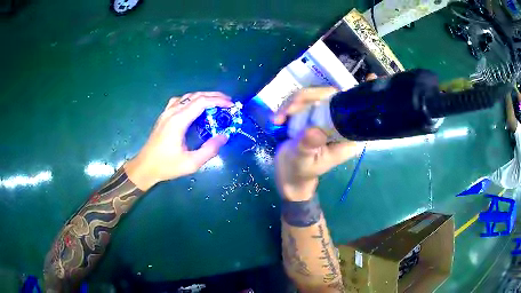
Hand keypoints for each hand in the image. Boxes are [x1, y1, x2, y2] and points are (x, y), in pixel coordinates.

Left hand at [125, 92, 232, 190]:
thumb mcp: (191, 163)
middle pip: (195, 96)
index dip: (218, 101)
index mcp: (179, 121)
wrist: (145, 166)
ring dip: (203, 97)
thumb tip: (224, 136)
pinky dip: (191, 100)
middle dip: (214, 96)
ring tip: (216, 103)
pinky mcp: (164, 116)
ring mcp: (166, 112)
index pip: (201, 102)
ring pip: (187, 97)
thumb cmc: (167, 166)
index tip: (231, 105)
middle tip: (228, 102)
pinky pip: (179, 101)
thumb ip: (209, 150)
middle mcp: (172, 112)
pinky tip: (195, 107)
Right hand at [274, 87, 360, 201]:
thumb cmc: (300, 171)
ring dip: (292, 103)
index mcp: (346, 136)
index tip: (372, 77)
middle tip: (285, 112)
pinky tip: (276, 119)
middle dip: (306, 99)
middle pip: (330, 96)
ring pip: (313, 95)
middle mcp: (338, 123)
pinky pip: (302, 101)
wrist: (288, 174)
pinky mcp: (311, 114)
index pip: (355, 111)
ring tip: (277, 119)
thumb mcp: (303, 161)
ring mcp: (324, 116)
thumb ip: (308, 146)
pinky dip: (287, 107)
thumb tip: (313, 130)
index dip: (362, 94)